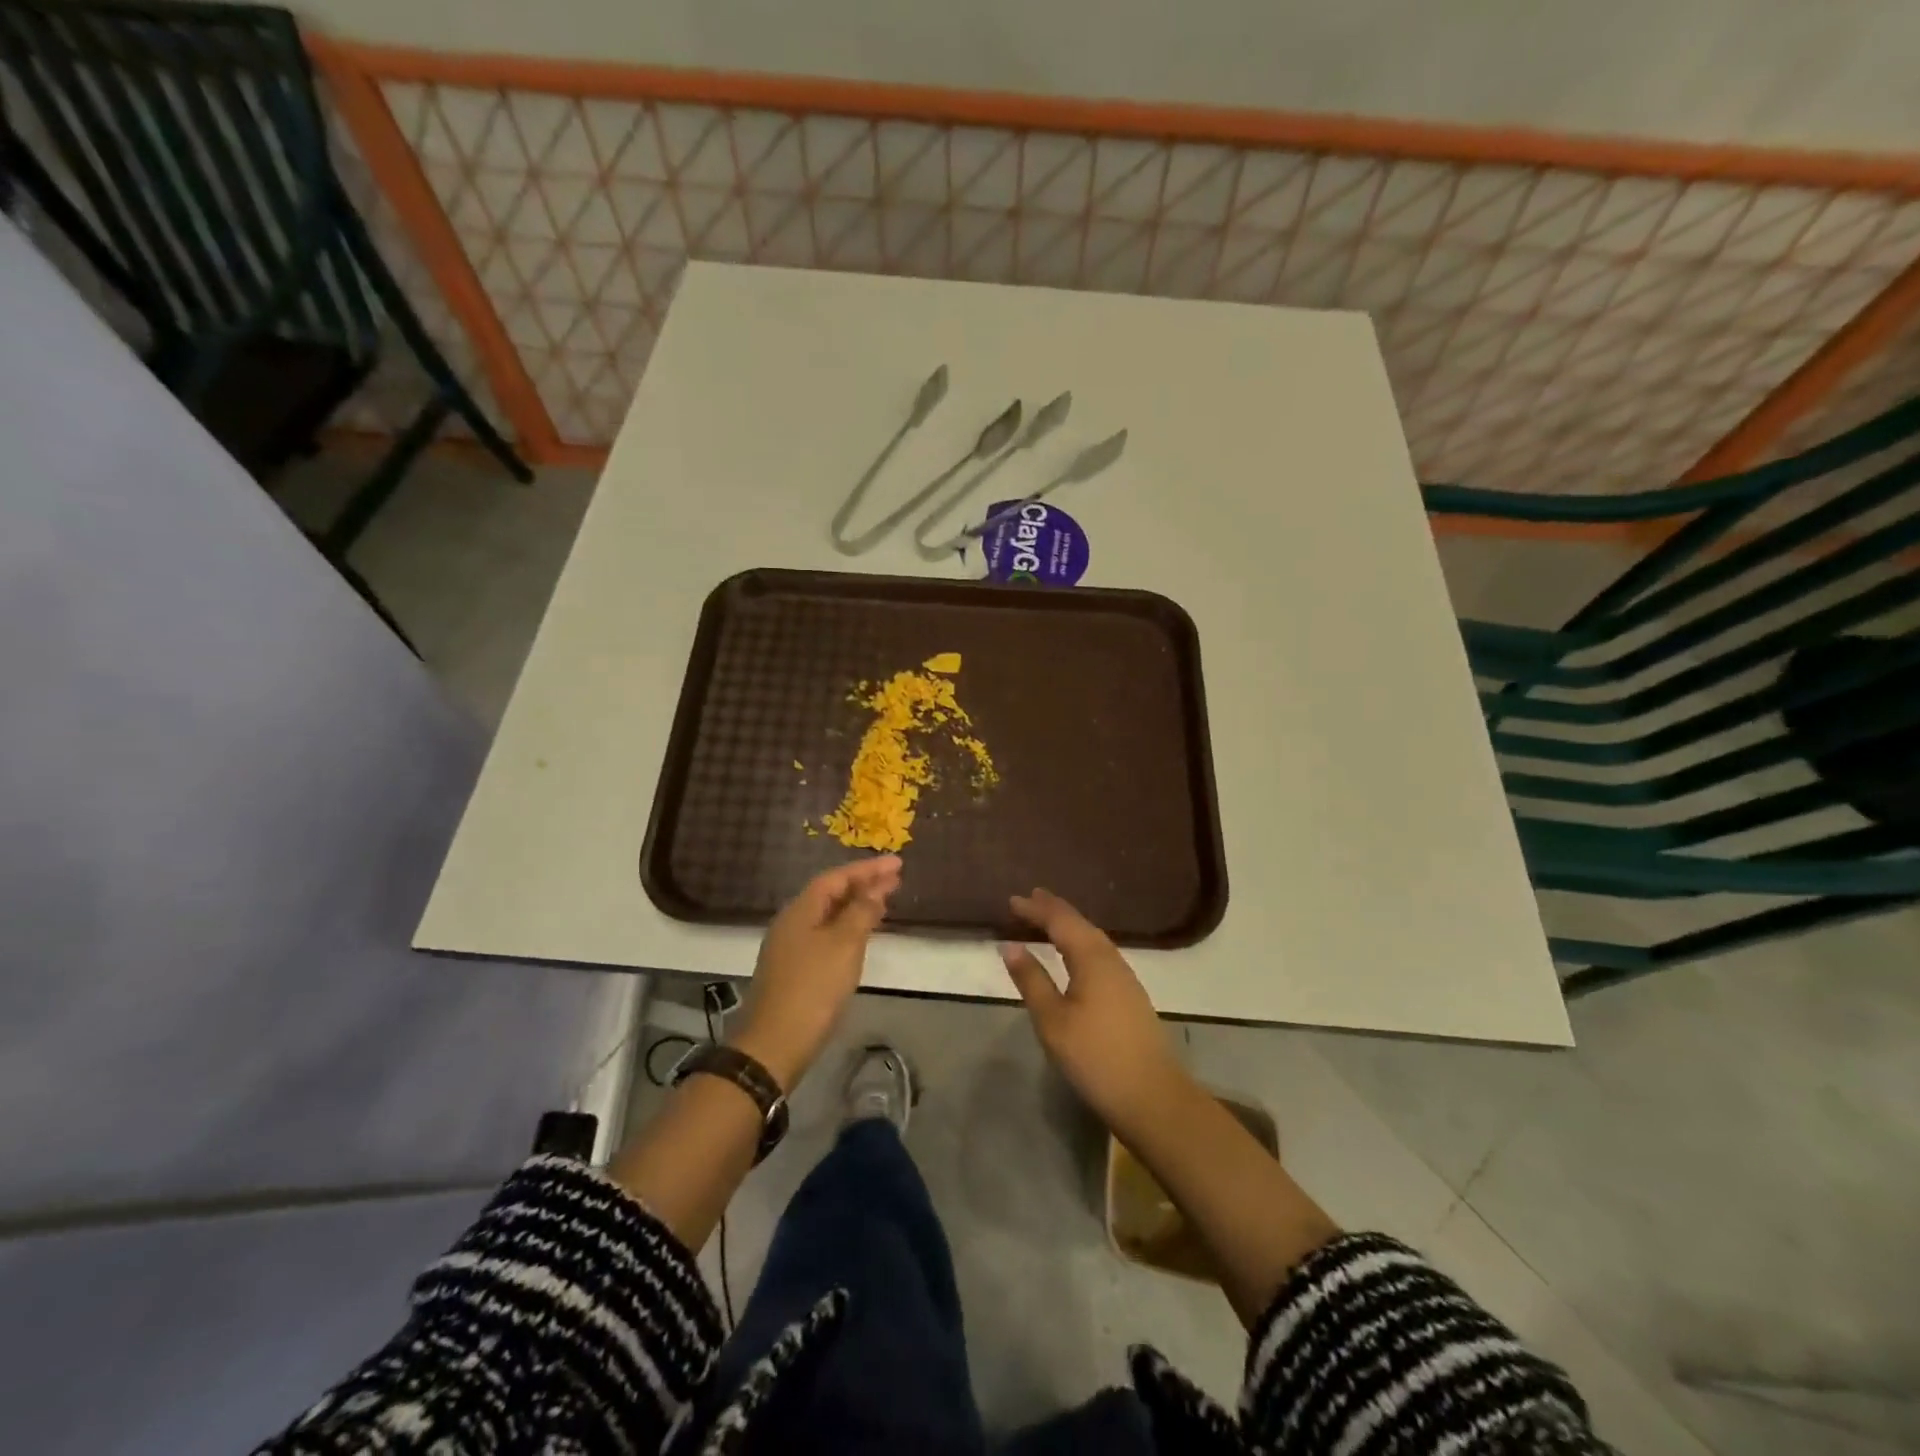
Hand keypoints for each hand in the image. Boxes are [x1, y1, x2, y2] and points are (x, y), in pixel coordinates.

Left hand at [731, 856, 901, 1089]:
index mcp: (801, 910)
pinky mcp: (794, 969)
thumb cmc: (813, 989)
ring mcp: (790, 947)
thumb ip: (861, 913)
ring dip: (856, 906)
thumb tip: (874, 889)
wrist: (775, 1044)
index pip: (836, 877)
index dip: (867, 869)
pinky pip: (825, 934)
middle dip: (863, 884)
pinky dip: (847, 927)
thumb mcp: (844, 945)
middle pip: (830, 894)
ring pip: (828, 915)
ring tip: (884, 902)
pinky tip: (861, 936)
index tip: (897, 864)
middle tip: (896, 880)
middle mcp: (792, 922)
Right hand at [1001, 888, 1187, 1137]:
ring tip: (1049, 922)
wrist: (1152, 1096)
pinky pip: (1100, 955)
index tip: (1013, 900)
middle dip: (1054, 911)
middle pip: (1080, 925)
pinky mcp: (1131, 996)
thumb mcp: (1052, 1020)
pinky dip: (1080, 945)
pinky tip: (1076, 956)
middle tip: (1031, 899)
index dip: (1036, 909)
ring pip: (1093, 939)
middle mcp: (1111, 959)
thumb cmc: (1095, 1056)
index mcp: (1092, 958)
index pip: (1061, 921)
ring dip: (1069, 927)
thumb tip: (1010, 945)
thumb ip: (1031, 980)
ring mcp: (1125, 978)